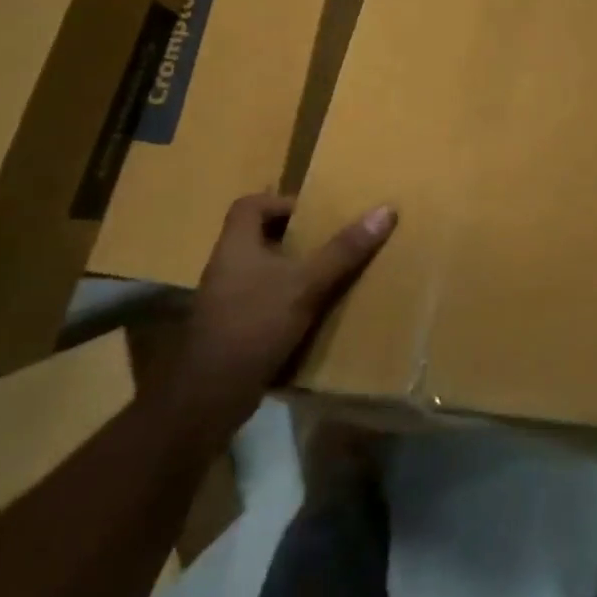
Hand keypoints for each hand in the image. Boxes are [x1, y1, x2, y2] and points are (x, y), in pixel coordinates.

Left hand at [177, 193, 396, 428]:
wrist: (210, 394)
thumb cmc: (256, 323)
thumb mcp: (307, 284)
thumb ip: (344, 249)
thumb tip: (385, 211)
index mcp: (235, 245)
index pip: (250, 205)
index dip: (280, 202)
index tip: (313, 214)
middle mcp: (224, 266)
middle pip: (257, 237)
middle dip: (292, 238)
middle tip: (327, 243)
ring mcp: (223, 300)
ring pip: (259, 271)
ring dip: (289, 271)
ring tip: (325, 276)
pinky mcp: (229, 329)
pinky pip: (259, 302)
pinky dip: (283, 302)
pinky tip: (309, 315)